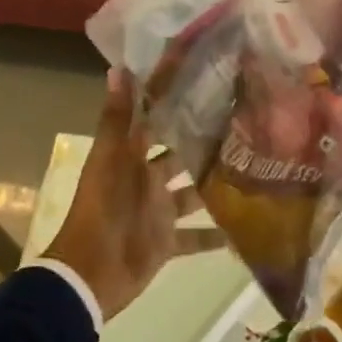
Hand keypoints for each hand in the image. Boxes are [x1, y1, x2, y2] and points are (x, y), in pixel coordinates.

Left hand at [42, 69, 226, 321]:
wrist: (89, 274)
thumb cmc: (100, 208)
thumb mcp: (110, 158)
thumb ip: (117, 117)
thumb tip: (118, 67)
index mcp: (133, 157)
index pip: (155, 122)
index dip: (173, 103)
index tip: (205, 81)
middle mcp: (148, 180)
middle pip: (179, 156)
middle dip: (203, 143)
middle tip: (241, 122)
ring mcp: (159, 212)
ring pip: (192, 193)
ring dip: (214, 185)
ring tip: (252, 168)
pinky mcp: (167, 242)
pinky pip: (195, 237)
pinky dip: (215, 235)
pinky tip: (244, 228)